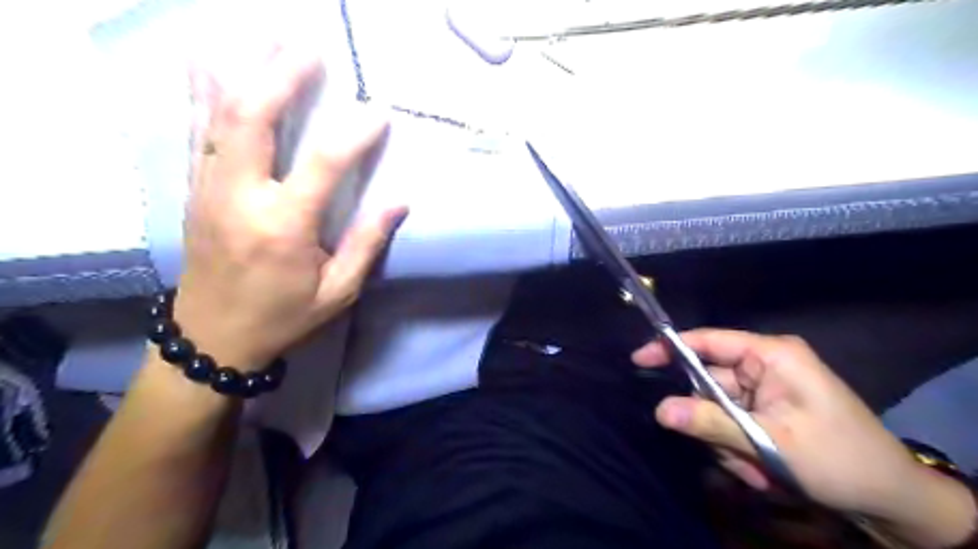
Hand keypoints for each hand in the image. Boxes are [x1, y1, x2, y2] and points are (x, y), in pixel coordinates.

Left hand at [174, 44, 404, 370]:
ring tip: (265, 37)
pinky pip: (197, 131)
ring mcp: (210, 189)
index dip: (353, 135)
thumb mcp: (338, 291)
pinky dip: (202, 92)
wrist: (212, 337)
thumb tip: (398, 202)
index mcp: (283, 227)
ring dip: (243, 71)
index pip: (322, 165)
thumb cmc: (284, 315)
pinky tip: (207, 61)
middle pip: (252, 120)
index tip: (379, 115)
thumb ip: (366, 243)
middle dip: (281, 76)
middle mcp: (240, 198)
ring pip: (218, 115)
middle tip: (308, 46)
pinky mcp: (196, 190)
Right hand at [631, 331, 972, 544]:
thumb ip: (710, 422)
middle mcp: (766, 365)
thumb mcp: (769, 442)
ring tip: (756, 469)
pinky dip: (738, 447)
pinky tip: (762, 470)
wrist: (892, 498)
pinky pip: (733, 421)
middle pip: (710, 382)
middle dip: (712, 421)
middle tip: (731, 454)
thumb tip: (658, 409)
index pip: (708, 341)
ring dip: (727, 441)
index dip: (670, 348)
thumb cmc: (838, 459)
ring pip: (719, 408)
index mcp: (772, 355)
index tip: (638, 360)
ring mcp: (767, 388)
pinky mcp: (768, 408)